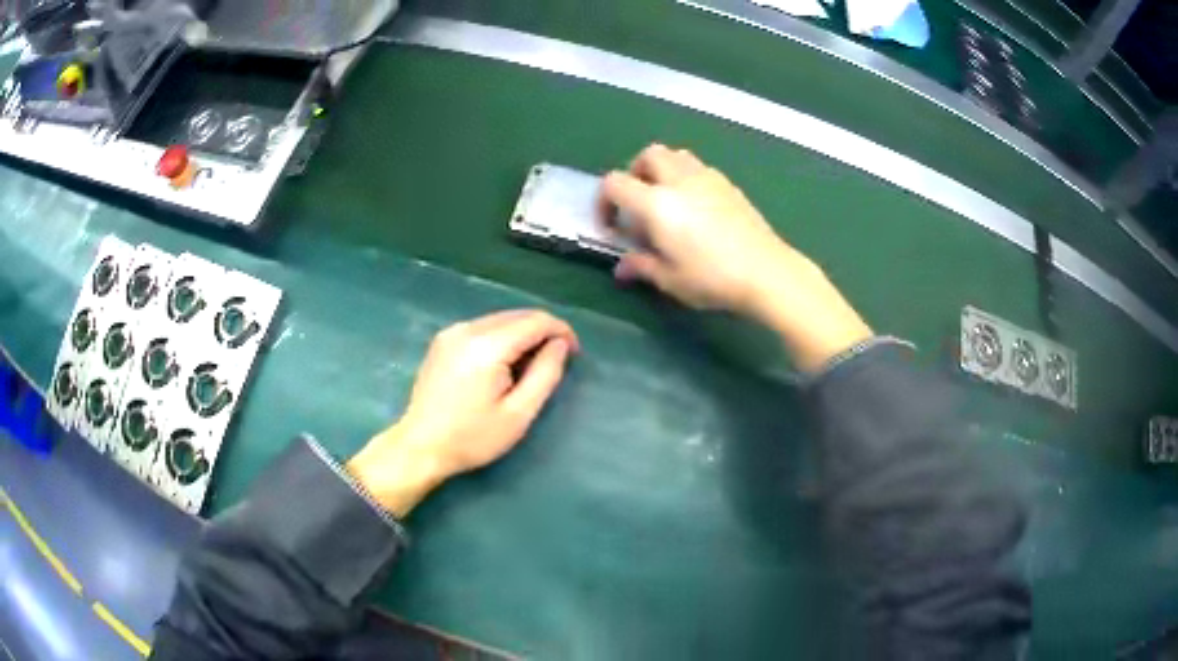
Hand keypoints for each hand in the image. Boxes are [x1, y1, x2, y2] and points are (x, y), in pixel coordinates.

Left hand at [347, 310, 578, 516]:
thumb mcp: (518, 414)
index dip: (561, 331)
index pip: (535, 321)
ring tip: (531, 366)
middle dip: (543, 332)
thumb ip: (545, 374)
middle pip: (517, 315)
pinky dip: (502, 337)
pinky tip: (503, 364)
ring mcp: (451, 332)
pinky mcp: (443, 340)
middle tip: (556, 361)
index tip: (574, 353)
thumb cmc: (472, 438)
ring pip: (500, 320)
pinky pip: (483, 327)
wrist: (420, 446)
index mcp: (487, 346)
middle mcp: (467, 329)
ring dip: (522, 334)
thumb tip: (559, 344)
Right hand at [600, 144, 873, 372]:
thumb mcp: (670, 279)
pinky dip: (687, 178)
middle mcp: (679, 180)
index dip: (604, 201)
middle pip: (647, 155)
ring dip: (662, 170)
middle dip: (634, 173)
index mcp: (656, 202)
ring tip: (667, 202)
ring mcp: (708, 178)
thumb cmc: (712, 278)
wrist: (767, 271)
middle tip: (638, 203)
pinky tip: (696, 209)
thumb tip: (623, 267)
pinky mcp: (729, 185)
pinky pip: (699, 168)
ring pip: (675, 155)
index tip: (611, 226)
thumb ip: (641, 266)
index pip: (615, 183)